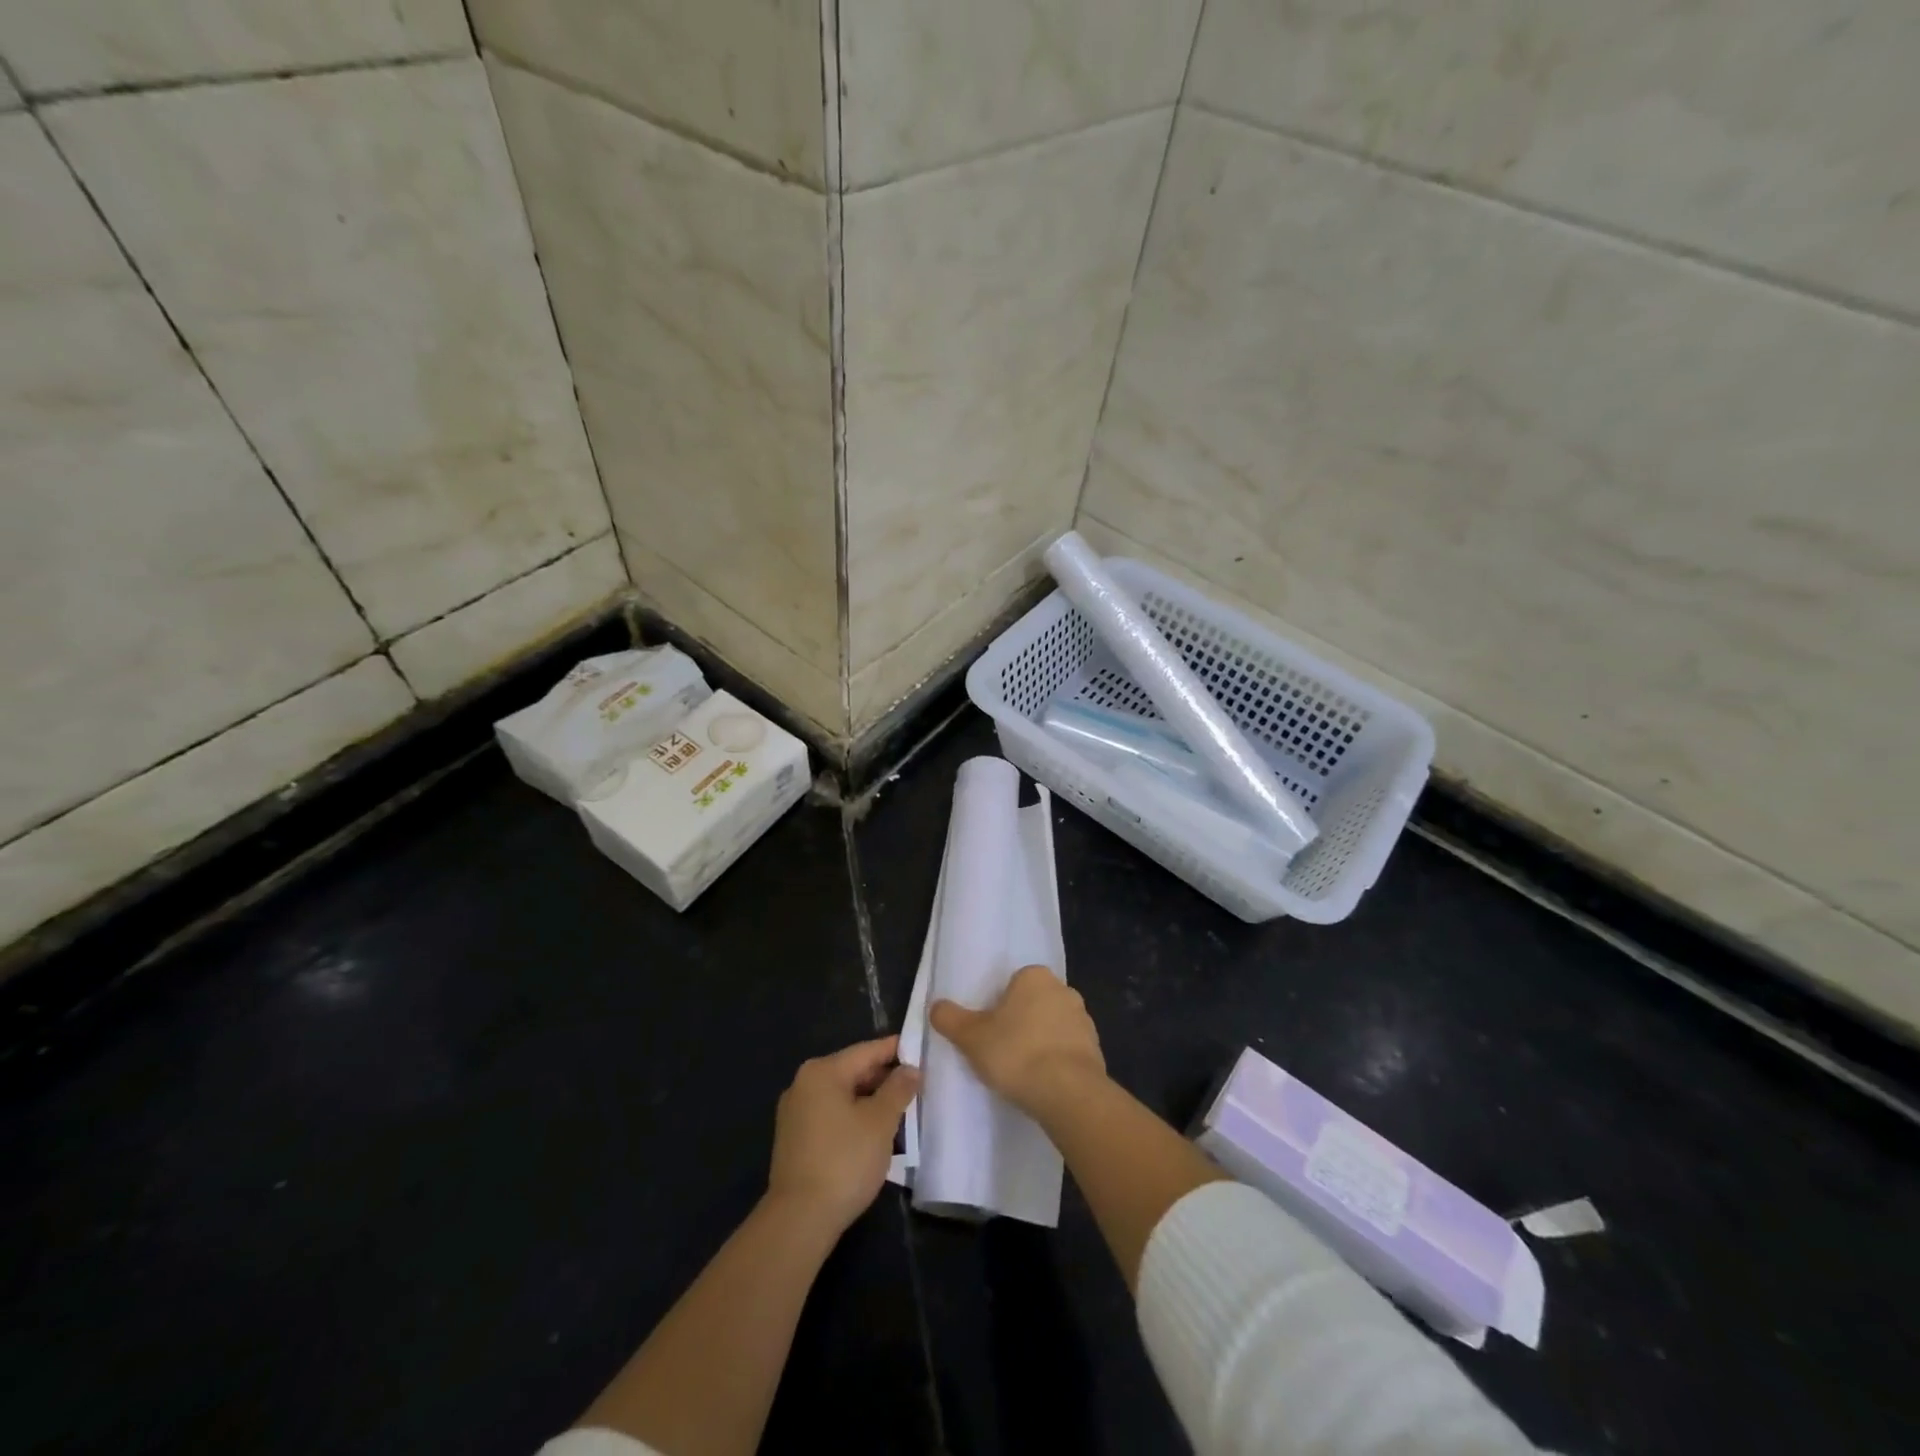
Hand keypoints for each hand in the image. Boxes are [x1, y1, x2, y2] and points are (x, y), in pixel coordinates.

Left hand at [766, 1036, 918, 1235]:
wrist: (799, 1220)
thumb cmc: (844, 1161)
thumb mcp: (880, 1122)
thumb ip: (899, 1089)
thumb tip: (911, 1069)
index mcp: (822, 1071)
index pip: (867, 1051)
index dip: (897, 1050)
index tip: (922, 1051)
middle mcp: (804, 1084)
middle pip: (853, 1071)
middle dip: (885, 1079)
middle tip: (917, 1086)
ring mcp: (795, 1112)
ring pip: (843, 1096)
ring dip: (871, 1101)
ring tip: (901, 1112)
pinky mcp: (795, 1139)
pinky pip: (831, 1115)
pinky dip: (854, 1118)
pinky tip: (874, 1134)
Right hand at [930, 965, 1105, 1119]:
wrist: (1068, 1093)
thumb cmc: (1016, 1053)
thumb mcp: (971, 1037)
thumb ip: (950, 1018)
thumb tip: (935, 1006)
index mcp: (1035, 977)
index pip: (1015, 983)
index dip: (999, 1005)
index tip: (989, 1029)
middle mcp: (1064, 990)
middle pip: (1035, 1003)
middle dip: (1021, 1022)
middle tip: (1002, 1049)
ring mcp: (1084, 1020)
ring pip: (1053, 1027)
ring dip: (1041, 1042)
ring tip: (1022, 1071)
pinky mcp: (1096, 1050)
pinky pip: (1069, 1051)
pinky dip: (1057, 1062)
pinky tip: (1043, 1083)